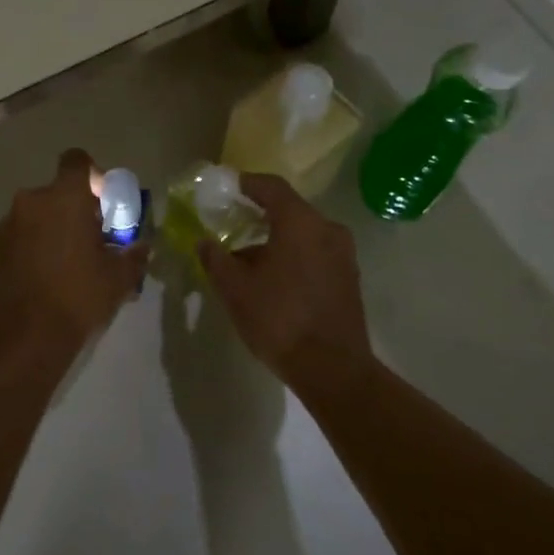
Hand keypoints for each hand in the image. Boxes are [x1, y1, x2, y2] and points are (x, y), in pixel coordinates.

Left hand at [0, 149, 148, 367]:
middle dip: (77, 209)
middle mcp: (32, 200)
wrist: (24, 338)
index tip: (104, 203)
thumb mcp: (118, 278)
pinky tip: (47, 275)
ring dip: (55, 227)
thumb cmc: (78, 297)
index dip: (94, 175)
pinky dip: (36, 244)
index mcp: (64, 197)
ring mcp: (8, 224)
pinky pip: (22, 233)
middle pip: (59, 191)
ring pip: (39, 213)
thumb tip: (144, 247)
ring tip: (70, 262)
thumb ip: (133, 255)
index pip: (77, 161)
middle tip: (93, 239)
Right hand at [197, 174, 370, 380]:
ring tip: (247, 259)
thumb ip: (216, 258)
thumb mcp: (235, 289)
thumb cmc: (279, 319)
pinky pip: (316, 253)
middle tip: (232, 224)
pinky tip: (273, 279)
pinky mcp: (349, 278)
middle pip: (289, 210)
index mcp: (300, 222)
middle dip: (258, 215)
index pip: (271, 187)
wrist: (333, 370)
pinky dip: (293, 255)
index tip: (226, 189)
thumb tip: (204, 242)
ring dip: (276, 239)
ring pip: (303, 234)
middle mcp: (327, 228)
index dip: (246, 183)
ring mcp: (343, 254)